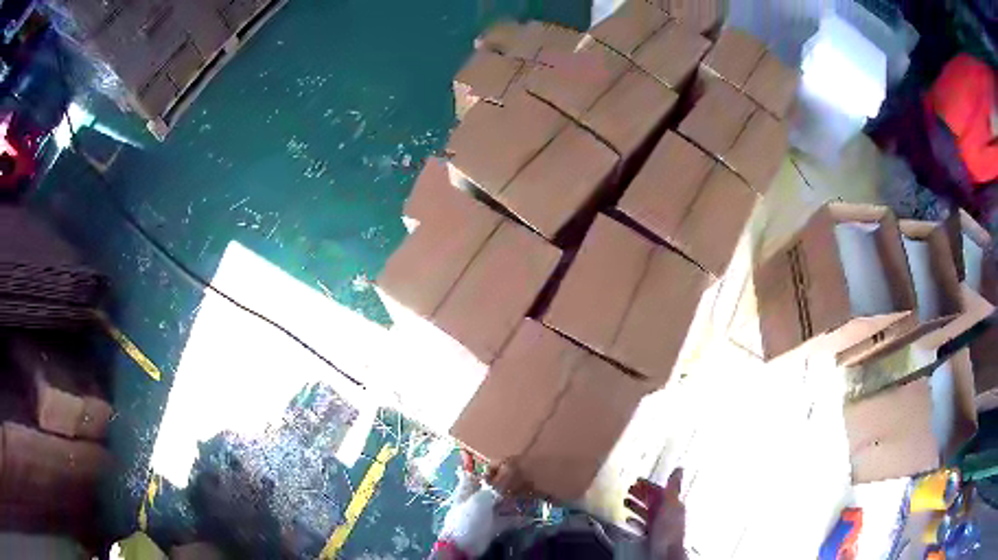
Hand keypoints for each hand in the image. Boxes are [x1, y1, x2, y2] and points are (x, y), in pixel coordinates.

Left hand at [435, 452, 525, 557]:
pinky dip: (520, 517)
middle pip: (494, 486)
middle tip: (528, 473)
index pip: (478, 472)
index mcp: (468, 488)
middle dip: (509, 481)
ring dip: (517, 497)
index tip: (508, 459)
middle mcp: (478, 498)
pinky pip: (510, 518)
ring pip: (504, 501)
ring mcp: (487, 512)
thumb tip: (512, 467)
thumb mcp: (481, 500)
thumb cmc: (467, 519)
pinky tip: (532, 514)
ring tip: (533, 489)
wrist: (463, 546)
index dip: (491, 465)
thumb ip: (497, 485)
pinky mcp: (495, 525)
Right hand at [624, 469, 686, 559]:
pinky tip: (629, 519)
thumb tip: (679, 469)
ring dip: (636, 506)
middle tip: (629, 489)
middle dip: (640, 495)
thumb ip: (673, 488)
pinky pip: (642, 524)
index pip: (660, 491)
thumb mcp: (671, 505)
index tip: (638, 480)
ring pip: (646, 512)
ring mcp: (659, 525)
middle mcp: (667, 514)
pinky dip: (635, 520)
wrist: (665, 552)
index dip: (649, 485)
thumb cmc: (669, 530)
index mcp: (673, 504)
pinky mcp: (651, 535)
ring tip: (626, 501)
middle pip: (652, 501)